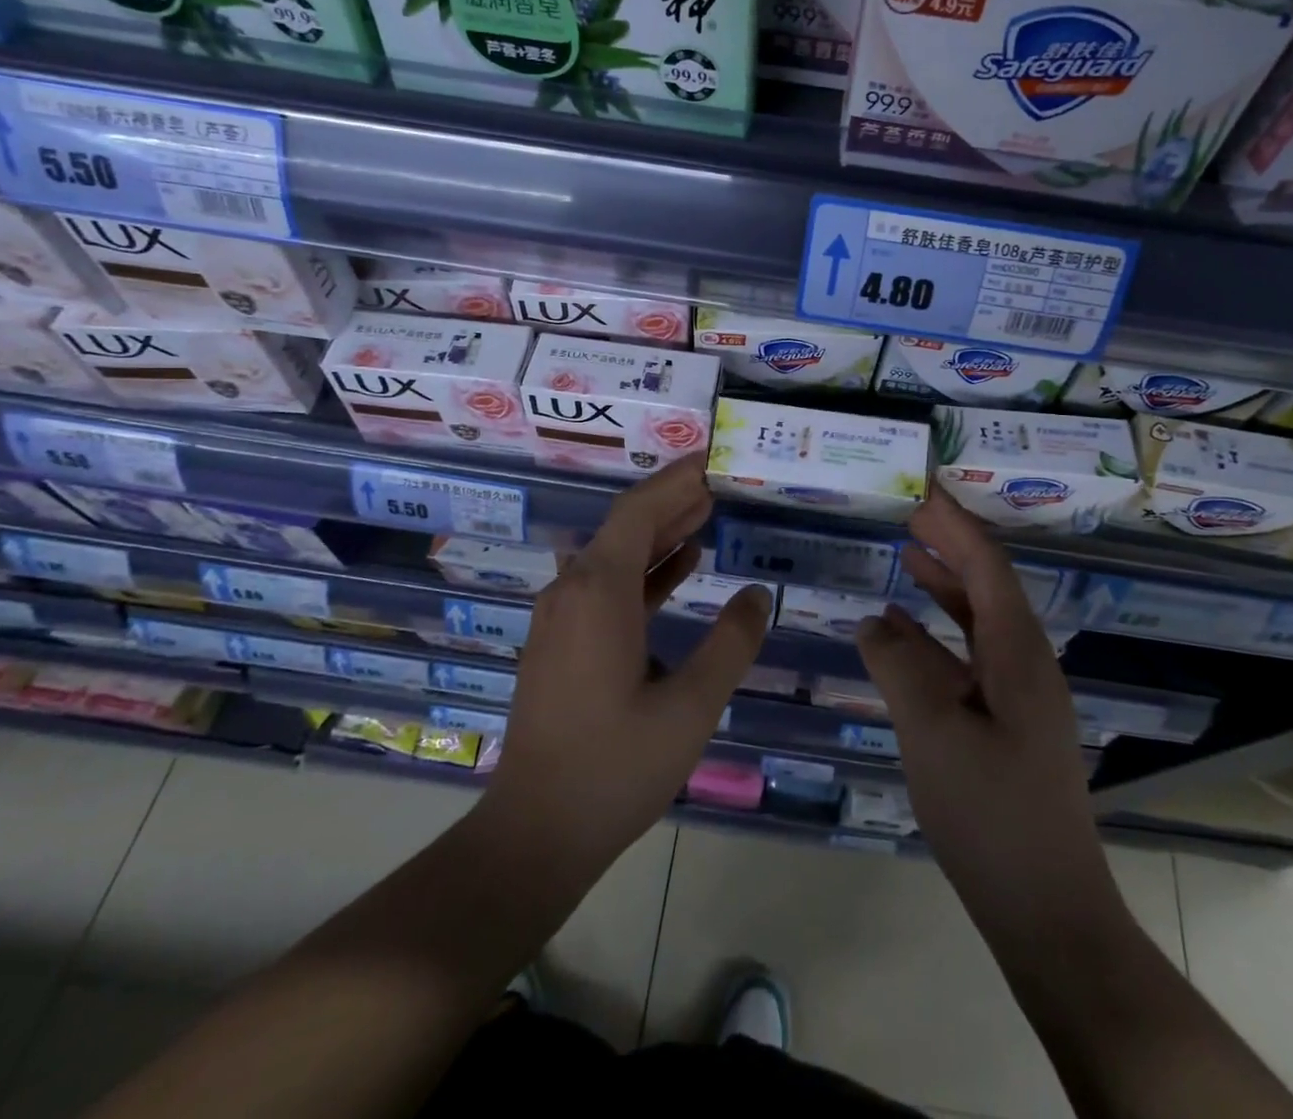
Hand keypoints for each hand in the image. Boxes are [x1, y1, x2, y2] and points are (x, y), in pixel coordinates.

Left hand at [482, 453, 771, 884]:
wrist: (534, 832)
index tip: (713, 459)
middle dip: (674, 499)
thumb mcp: (690, 707)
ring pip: (617, 554)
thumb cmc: (615, 768)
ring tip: (709, 512)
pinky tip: (682, 566)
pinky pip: (607, 584)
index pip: (639, 510)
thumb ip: (730, 643)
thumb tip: (758, 594)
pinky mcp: (562, 641)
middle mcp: (573, 590)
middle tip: (723, 481)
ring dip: (662, 532)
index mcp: (599, 592)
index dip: (677, 479)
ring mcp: (562, 616)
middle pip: (626, 525)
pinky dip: (646, 569)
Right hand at [859, 491, 1112, 929]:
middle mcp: (1026, 663)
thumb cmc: (991, 814)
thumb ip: (899, 667)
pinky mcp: (1006, 724)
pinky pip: (969, 658)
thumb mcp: (933, 732)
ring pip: (978, 620)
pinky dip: (937, 636)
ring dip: (945, 585)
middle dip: (951, 543)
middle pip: (988, 584)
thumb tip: (873, 621)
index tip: (925, 488)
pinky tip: (903, 633)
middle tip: (911, 511)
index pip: (987, 565)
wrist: (1046, 910)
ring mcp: (1019, 695)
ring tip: (907, 553)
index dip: (957, 523)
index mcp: (1018, 653)